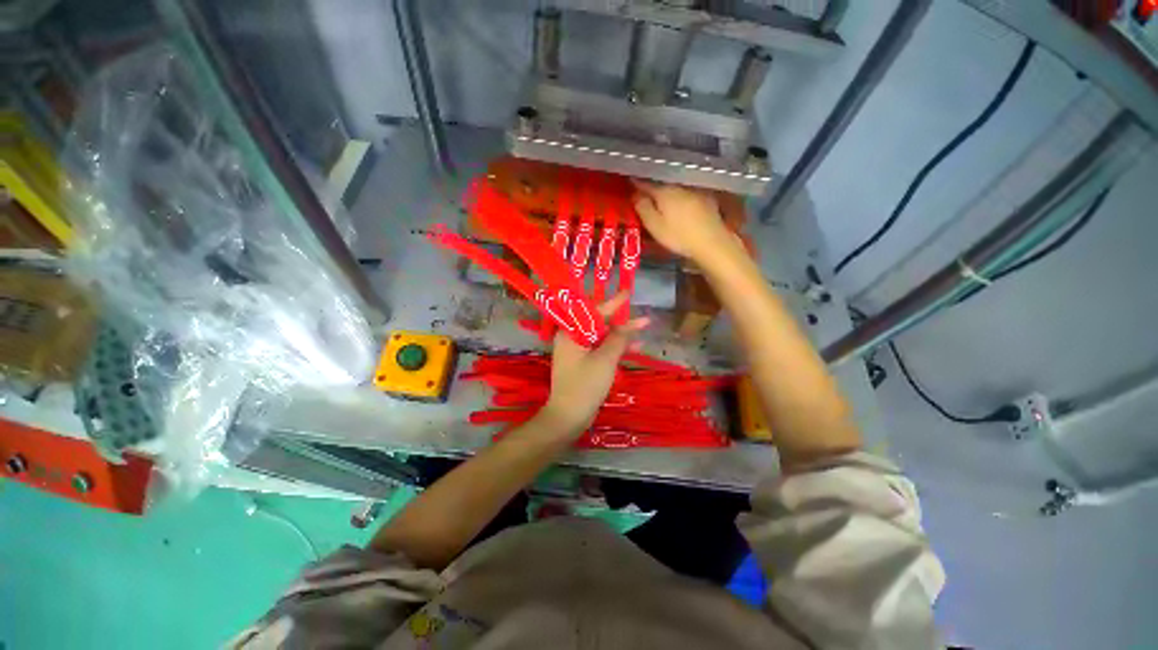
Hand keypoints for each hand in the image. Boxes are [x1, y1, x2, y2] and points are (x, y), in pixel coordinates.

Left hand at [541, 293, 648, 434]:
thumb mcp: (605, 359)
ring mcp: (577, 351)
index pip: (594, 311)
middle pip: (598, 323)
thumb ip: (618, 339)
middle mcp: (571, 338)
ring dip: (621, 336)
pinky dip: (615, 348)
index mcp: (571, 332)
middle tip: (642, 319)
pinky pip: (600, 349)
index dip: (614, 302)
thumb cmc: (585, 385)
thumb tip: (629, 324)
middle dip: (621, 321)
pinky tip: (633, 349)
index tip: (627, 292)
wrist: (569, 416)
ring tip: (643, 331)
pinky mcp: (582, 363)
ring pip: (601, 337)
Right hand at [632, 181, 739, 263]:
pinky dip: (679, 198)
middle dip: (651, 188)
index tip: (628, 186)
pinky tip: (679, 206)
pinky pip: (687, 194)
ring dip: (666, 192)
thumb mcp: (654, 226)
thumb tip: (634, 194)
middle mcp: (679, 186)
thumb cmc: (679, 236)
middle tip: (642, 196)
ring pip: (675, 188)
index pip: (645, 183)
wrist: (711, 242)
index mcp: (664, 191)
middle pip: (661, 184)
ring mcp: (694, 191)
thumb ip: (642, 208)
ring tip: (660, 201)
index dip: (635, 184)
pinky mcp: (706, 199)